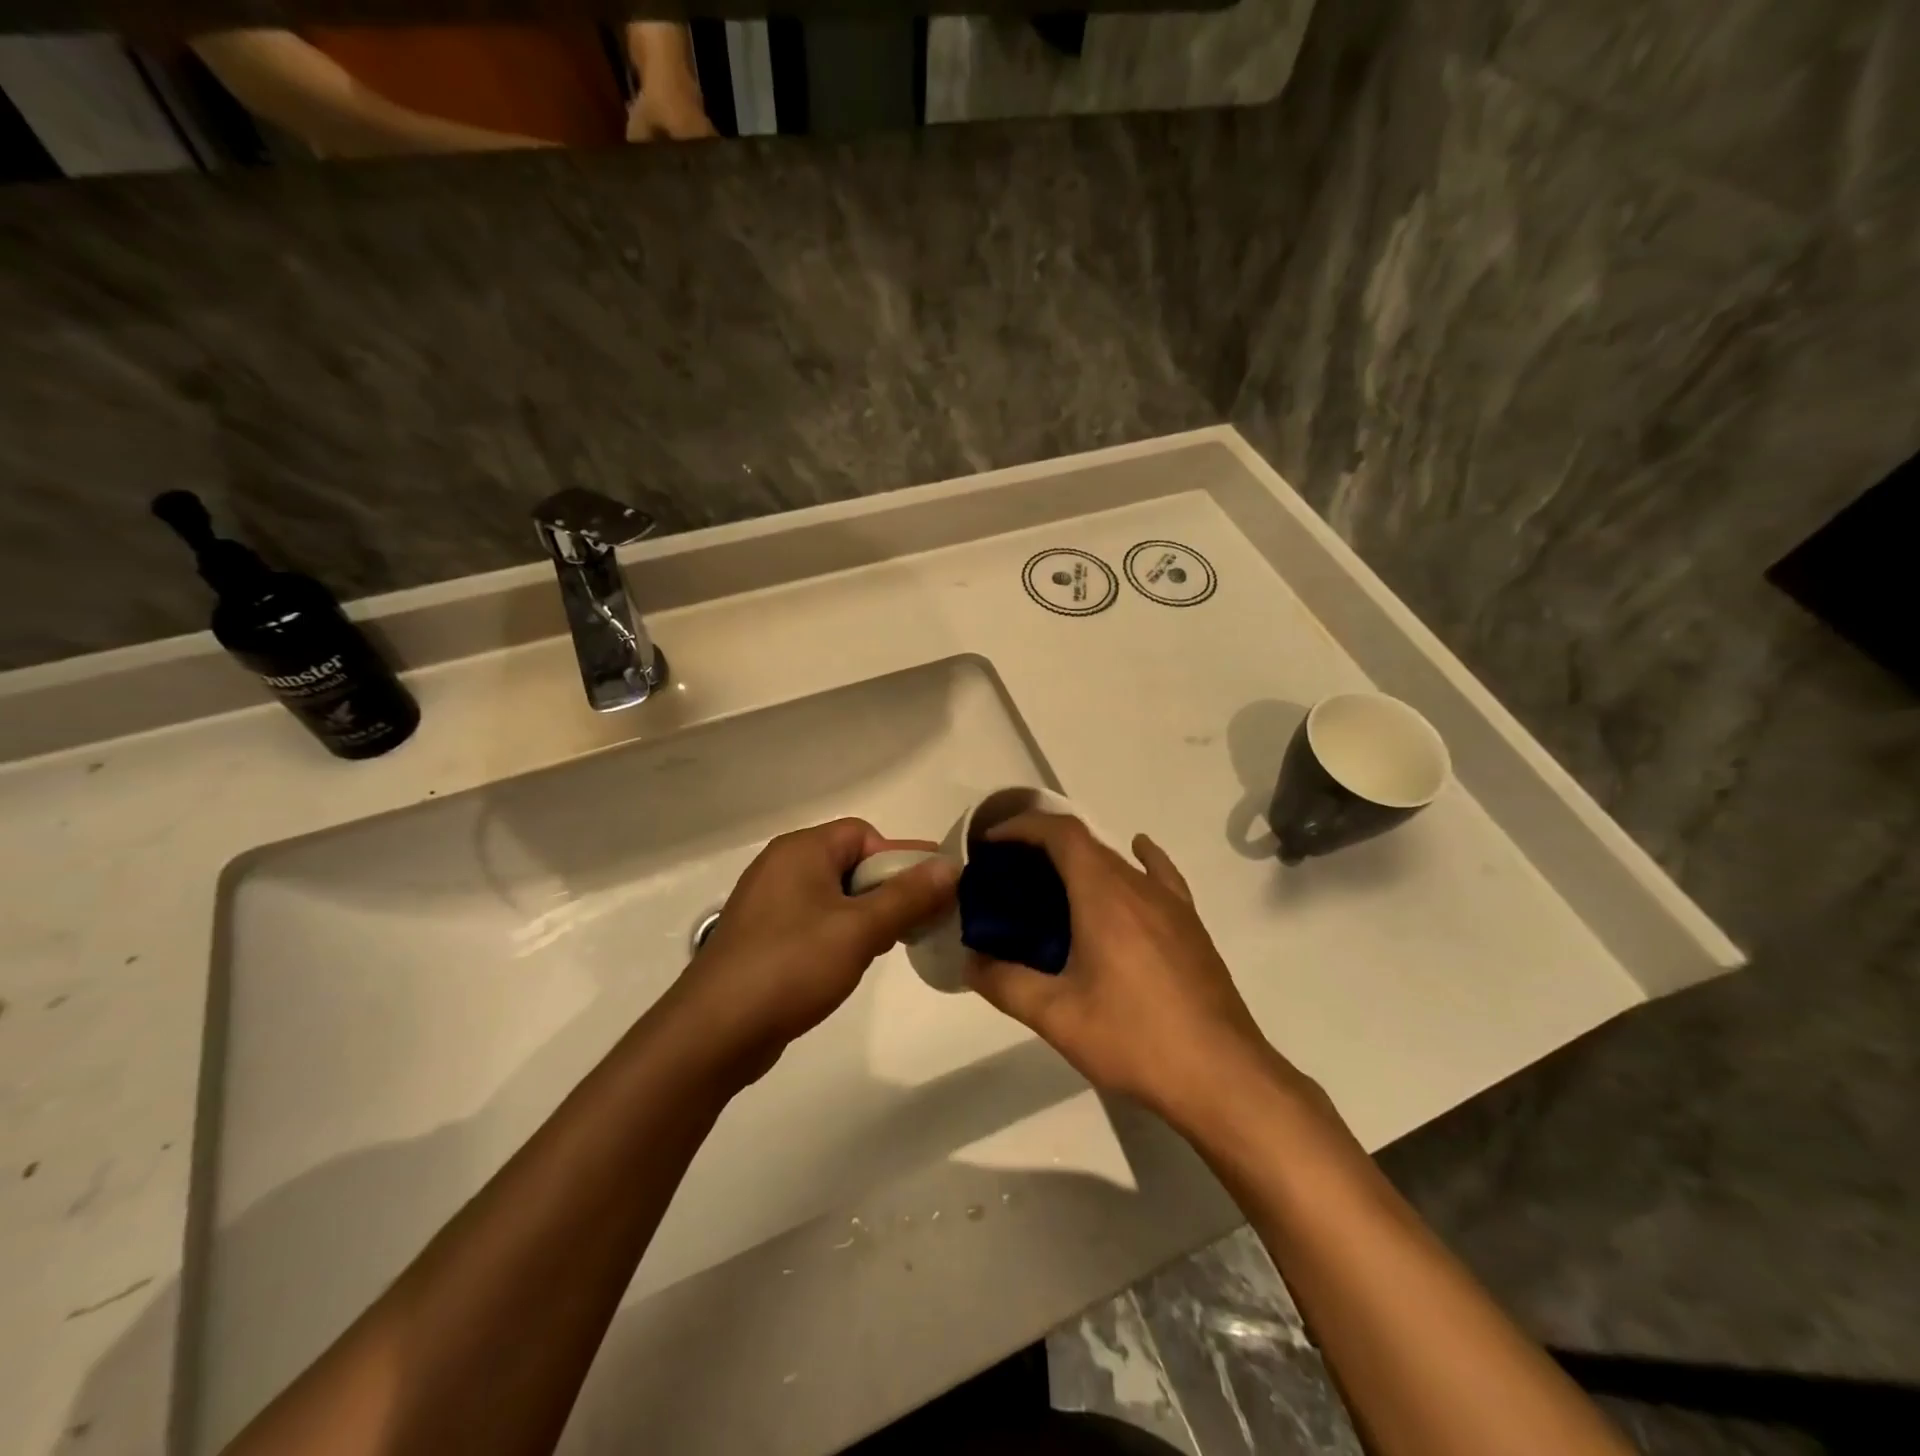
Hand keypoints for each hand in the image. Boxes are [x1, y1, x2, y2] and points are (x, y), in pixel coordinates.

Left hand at [671, 818, 957, 1084]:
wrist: (713, 1033)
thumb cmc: (790, 967)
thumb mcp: (860, 930)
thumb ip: (908, 896)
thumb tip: (951, 866)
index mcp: (801, 850)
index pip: (864, 834)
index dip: (899, 859)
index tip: (928, 894)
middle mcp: (782, 866)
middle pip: (850, 862)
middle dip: (887, 890)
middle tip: (914, 924)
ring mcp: (768, 903)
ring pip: (834, 895)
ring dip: (866, 915)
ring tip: (884, 948)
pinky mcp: (762, 937)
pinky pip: (814, 921)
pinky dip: (839, 934)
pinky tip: (850, 964)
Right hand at [965, 813, 1285, 1123]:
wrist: (1223, 1076)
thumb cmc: (1135, 1039)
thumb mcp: (1057, 1016)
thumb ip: (1005, 983)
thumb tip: (970, 962)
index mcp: (1104, 894)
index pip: (1060, 833)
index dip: (1022, 826)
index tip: (991, 844)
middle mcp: (1139, 886)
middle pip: (1086, 844)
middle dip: (1043, 847)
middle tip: (1009, 877)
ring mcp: (1171, 904)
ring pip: (1118, 861)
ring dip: (1081, 860)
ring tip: (1052, 887)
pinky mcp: (1191, 925)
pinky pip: (1161, 876)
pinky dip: (1139, 860)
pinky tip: (1136, 859)